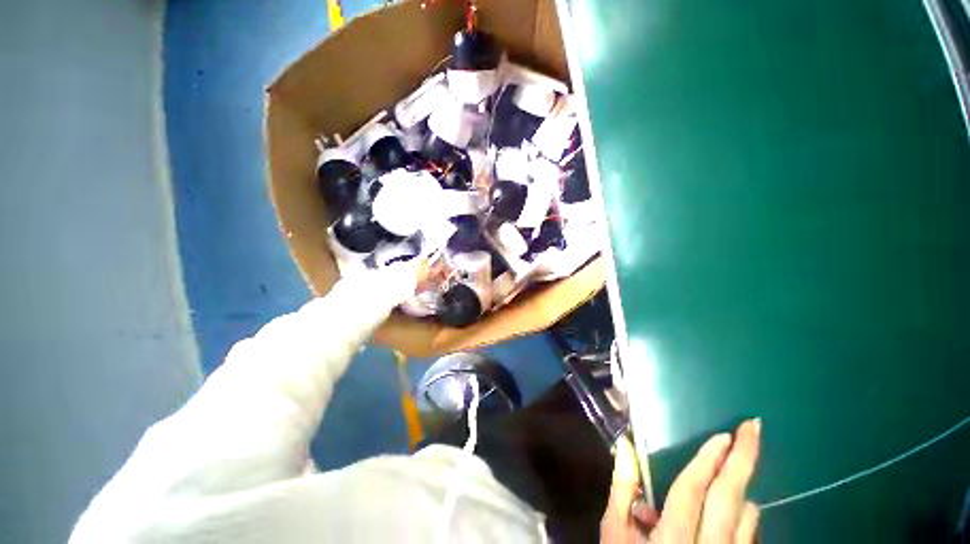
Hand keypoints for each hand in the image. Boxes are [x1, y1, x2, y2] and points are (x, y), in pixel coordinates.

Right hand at [601, 419, 760, 542]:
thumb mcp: (614, 534)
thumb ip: (622, 490)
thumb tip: (625, 447)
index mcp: (672, 538)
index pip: (694, 489)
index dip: (709, 460)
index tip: (724, 435)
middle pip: (730, 499)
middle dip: (743, 460)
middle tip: (753, 427)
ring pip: (745, 519)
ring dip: (743, 486)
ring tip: (742, 457)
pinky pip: (748, 539)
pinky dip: (747, 517)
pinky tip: (742, 508)